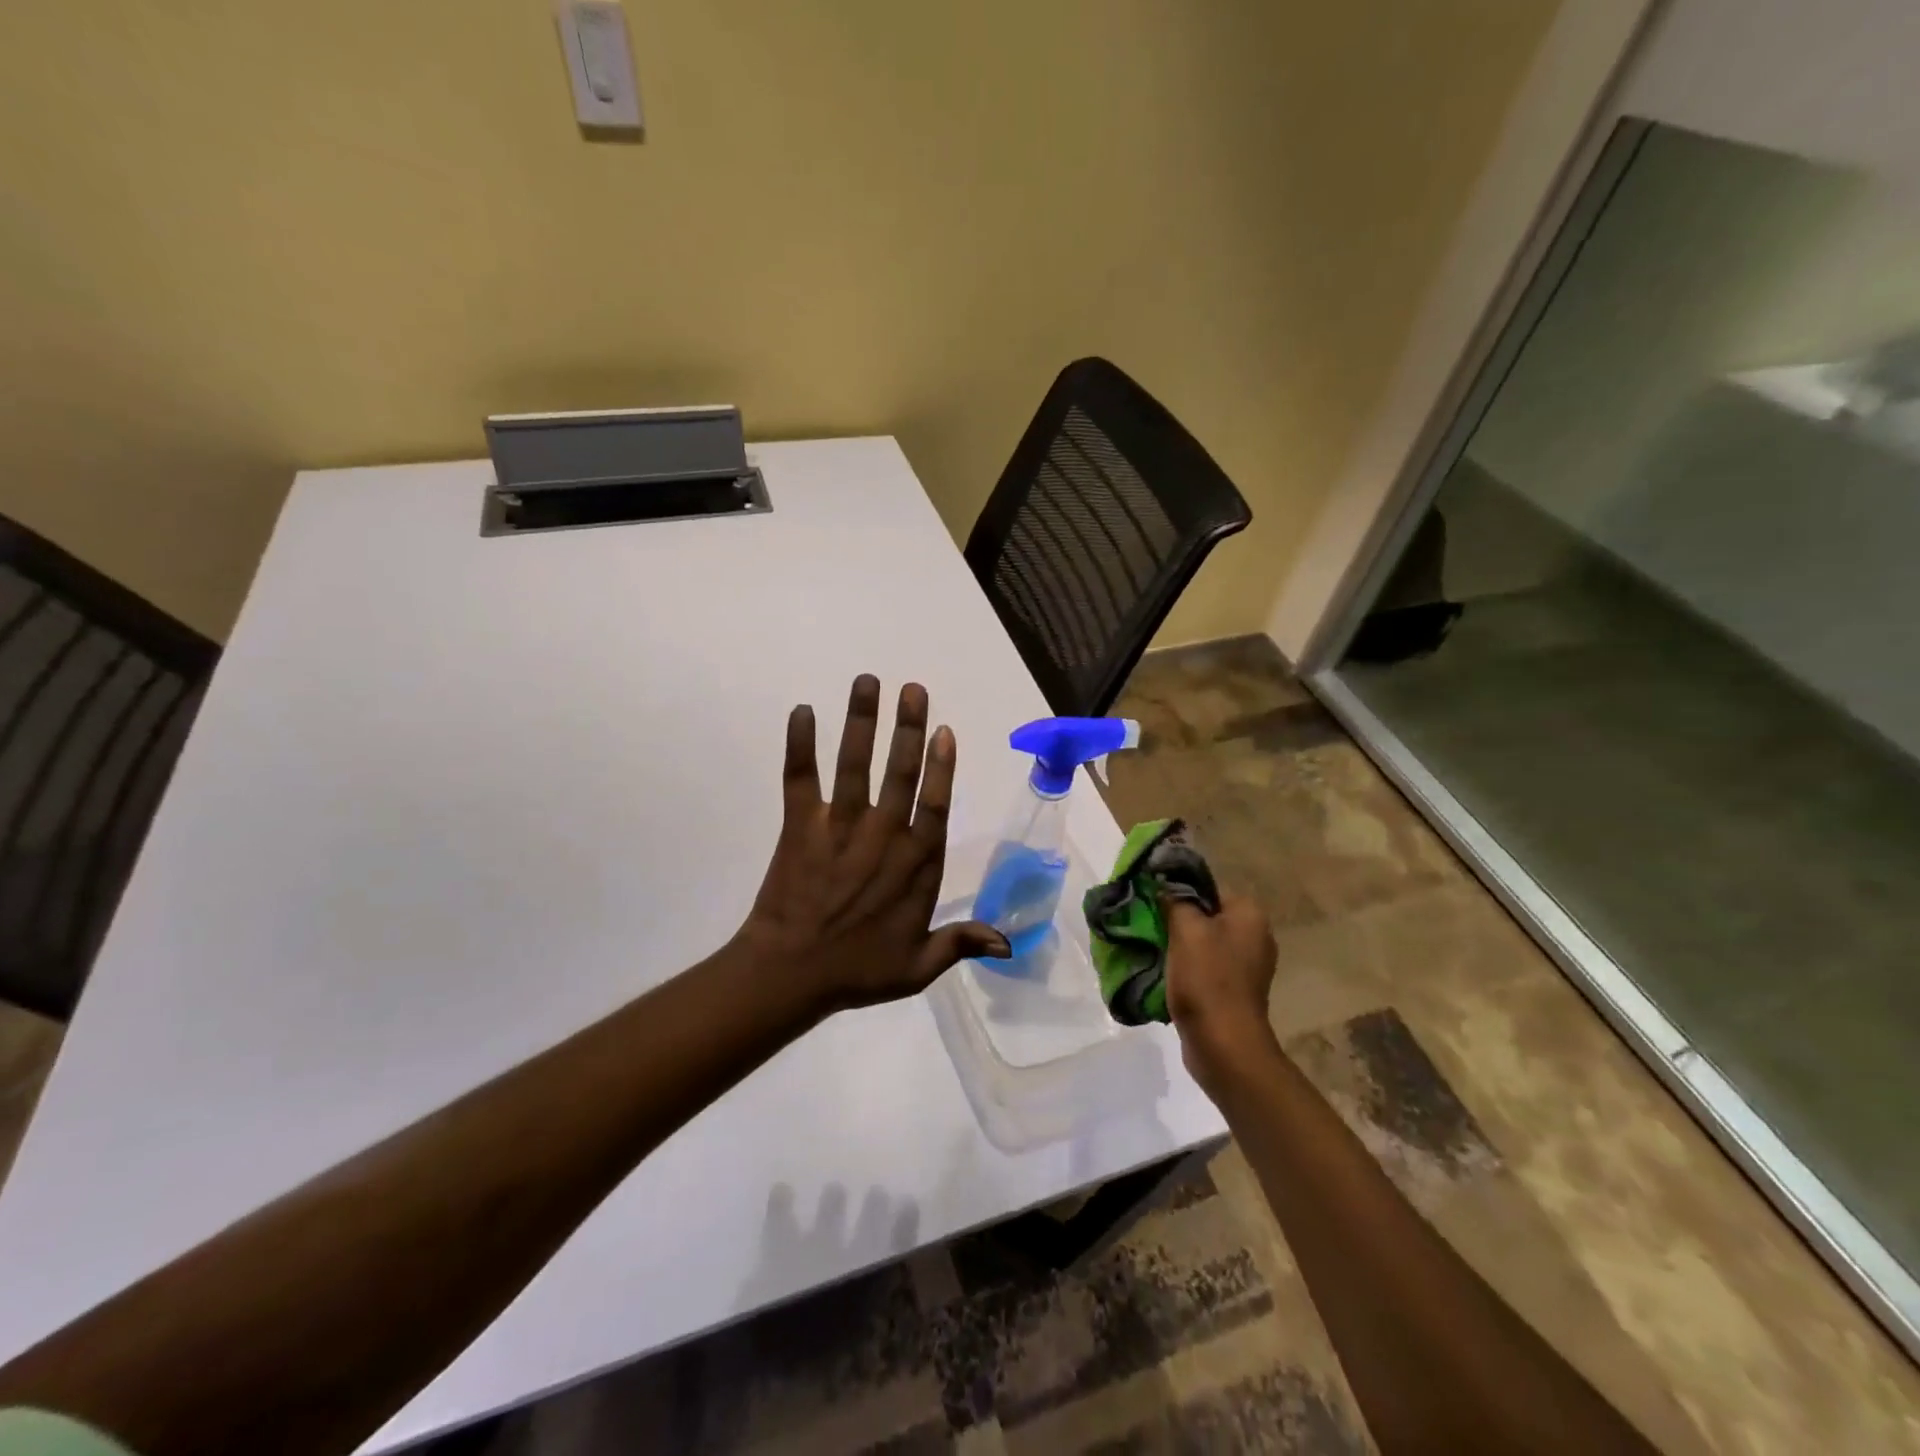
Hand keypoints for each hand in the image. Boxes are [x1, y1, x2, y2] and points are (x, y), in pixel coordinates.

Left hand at [734, 674, 1009, 1015]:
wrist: (790, 975)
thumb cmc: (858, 971)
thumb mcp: (918, 967)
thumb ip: (960, 943)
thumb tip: (1008, 943)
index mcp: (915, 863)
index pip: (934, 804)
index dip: (942, 766)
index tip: (944, 730)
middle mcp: (882, 835)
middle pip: (900, 772)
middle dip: (909, 728)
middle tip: (913, 689)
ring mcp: (840, 827)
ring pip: (855, 764)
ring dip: (862, 721)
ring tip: (868, 681)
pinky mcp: (800, 826)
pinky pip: (799, 779)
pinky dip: (799, 745)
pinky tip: (801, 711)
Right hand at [1163, 891, 1279, 1090]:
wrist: (1223, 1044)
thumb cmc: (1207, 978)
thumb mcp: (1186, 929)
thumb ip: (1175, 900)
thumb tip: (1165, 884)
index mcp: (1250, 915)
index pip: (1208, 889)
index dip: (1178, 893)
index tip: (1152, 903)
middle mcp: (1255, 936)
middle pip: (1205, 916)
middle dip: (1176, 921)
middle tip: (1147, 926)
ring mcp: (1247, 967)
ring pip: (1203, 943)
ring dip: (1178, 947)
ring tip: (1151, 950)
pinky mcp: (1234, 991)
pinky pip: (1205, 968)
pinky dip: (1186, 969)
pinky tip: (1165, 974)